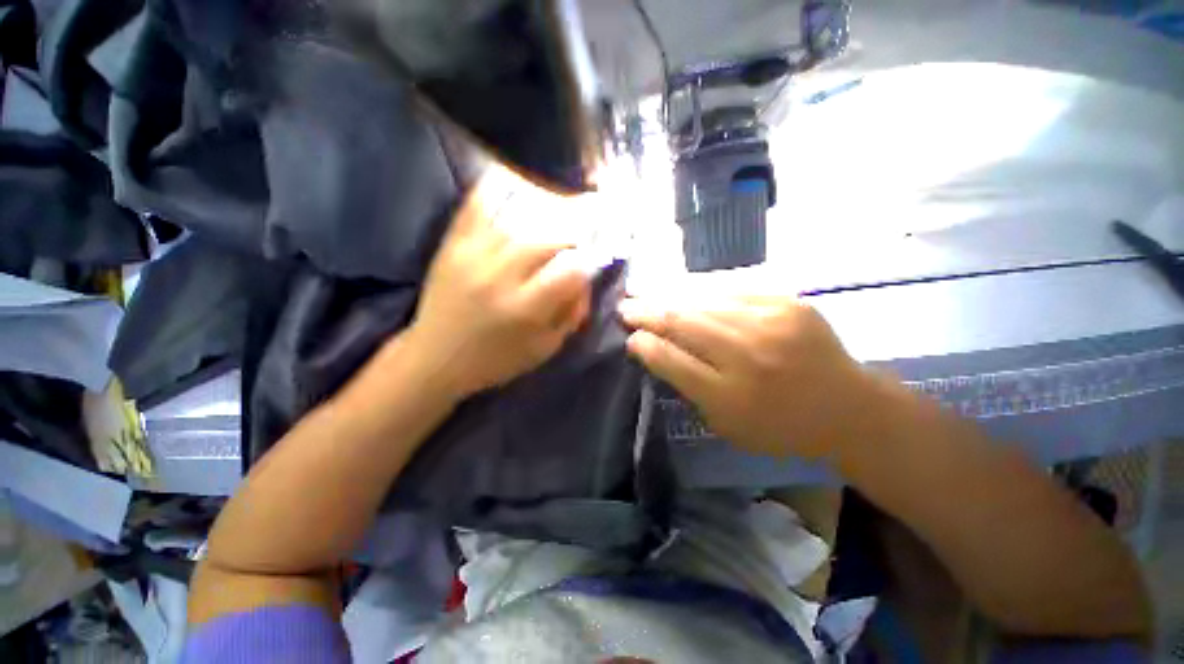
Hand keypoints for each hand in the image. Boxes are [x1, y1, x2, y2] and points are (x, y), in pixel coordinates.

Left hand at [404, 166, 591, 399]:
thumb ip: (571, 314)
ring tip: (561, 206)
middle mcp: (499, 277)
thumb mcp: (544, 349)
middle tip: (582, 231)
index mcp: (525, 310)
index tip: (594, 258)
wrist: (434, 358)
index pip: (570, 270)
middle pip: (548, 236)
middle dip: (574, 231)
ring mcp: (472, 255)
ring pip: (519, 215)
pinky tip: (520, 185)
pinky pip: (480, 204)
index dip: (589, 260)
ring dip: (548, 207)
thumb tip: (586, 279)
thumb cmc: (496, 360)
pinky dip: (503, 189)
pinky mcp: (452, 243)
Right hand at [620, 296, 873, 459]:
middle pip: (683, 324)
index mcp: (731, 396)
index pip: (672, 360)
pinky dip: (702, 290)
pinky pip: (731, 289)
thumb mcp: (726, 424)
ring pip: (703, 301)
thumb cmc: (781, 426)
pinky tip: (683, 289)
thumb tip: (652, 349)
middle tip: (625, 307)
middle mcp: (749, 356)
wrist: (848, 408)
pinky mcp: (787, 302)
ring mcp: (771, 323)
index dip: (645, 345)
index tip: (628, 336)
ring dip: (668, 297)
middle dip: (647, 313)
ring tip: (645, 293)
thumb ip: (687, 386)